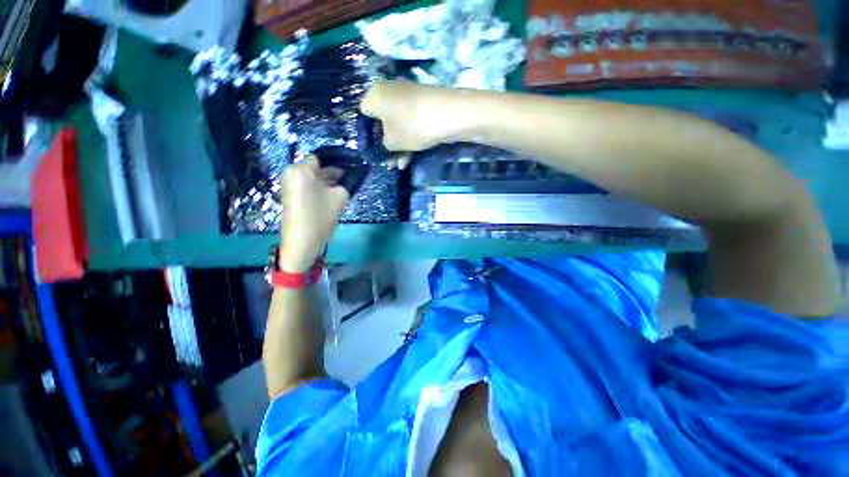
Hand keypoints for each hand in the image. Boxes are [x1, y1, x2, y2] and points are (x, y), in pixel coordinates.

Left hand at [279, 157, 349, 272]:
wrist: (301, 241)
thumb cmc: (320, 217)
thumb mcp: (339, 198)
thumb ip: (344, 184)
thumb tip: (347, 178)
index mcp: (301, 170)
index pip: (320, 159)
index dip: (335, 163)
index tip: (349, 168)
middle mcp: (292, 173)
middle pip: (314, 167)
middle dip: (331, 172)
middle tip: (348, 179)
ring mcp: (289, 185)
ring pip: (311, 177)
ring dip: (326, 181)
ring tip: (342, 188)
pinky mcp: (290, 195)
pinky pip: (306, 186)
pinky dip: (318, 187)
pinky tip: (331, 195)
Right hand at [361, 81, 469, 152]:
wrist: (449, 114)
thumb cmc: (412, 126)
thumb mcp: (392, 142)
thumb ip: (383, 146)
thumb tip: (385, 146)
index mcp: (374, 95)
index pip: (363, 114)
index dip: (367, 135)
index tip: (374, 150)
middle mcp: (388, 91)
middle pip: (382, 121)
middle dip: (385, 144)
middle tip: (388, 161)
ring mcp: (407, 96)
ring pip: (397, 124)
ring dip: (398, 146)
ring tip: (399, 166)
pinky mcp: (422, 103)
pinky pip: (409, 122)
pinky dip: (409, 139)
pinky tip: (409, 158)